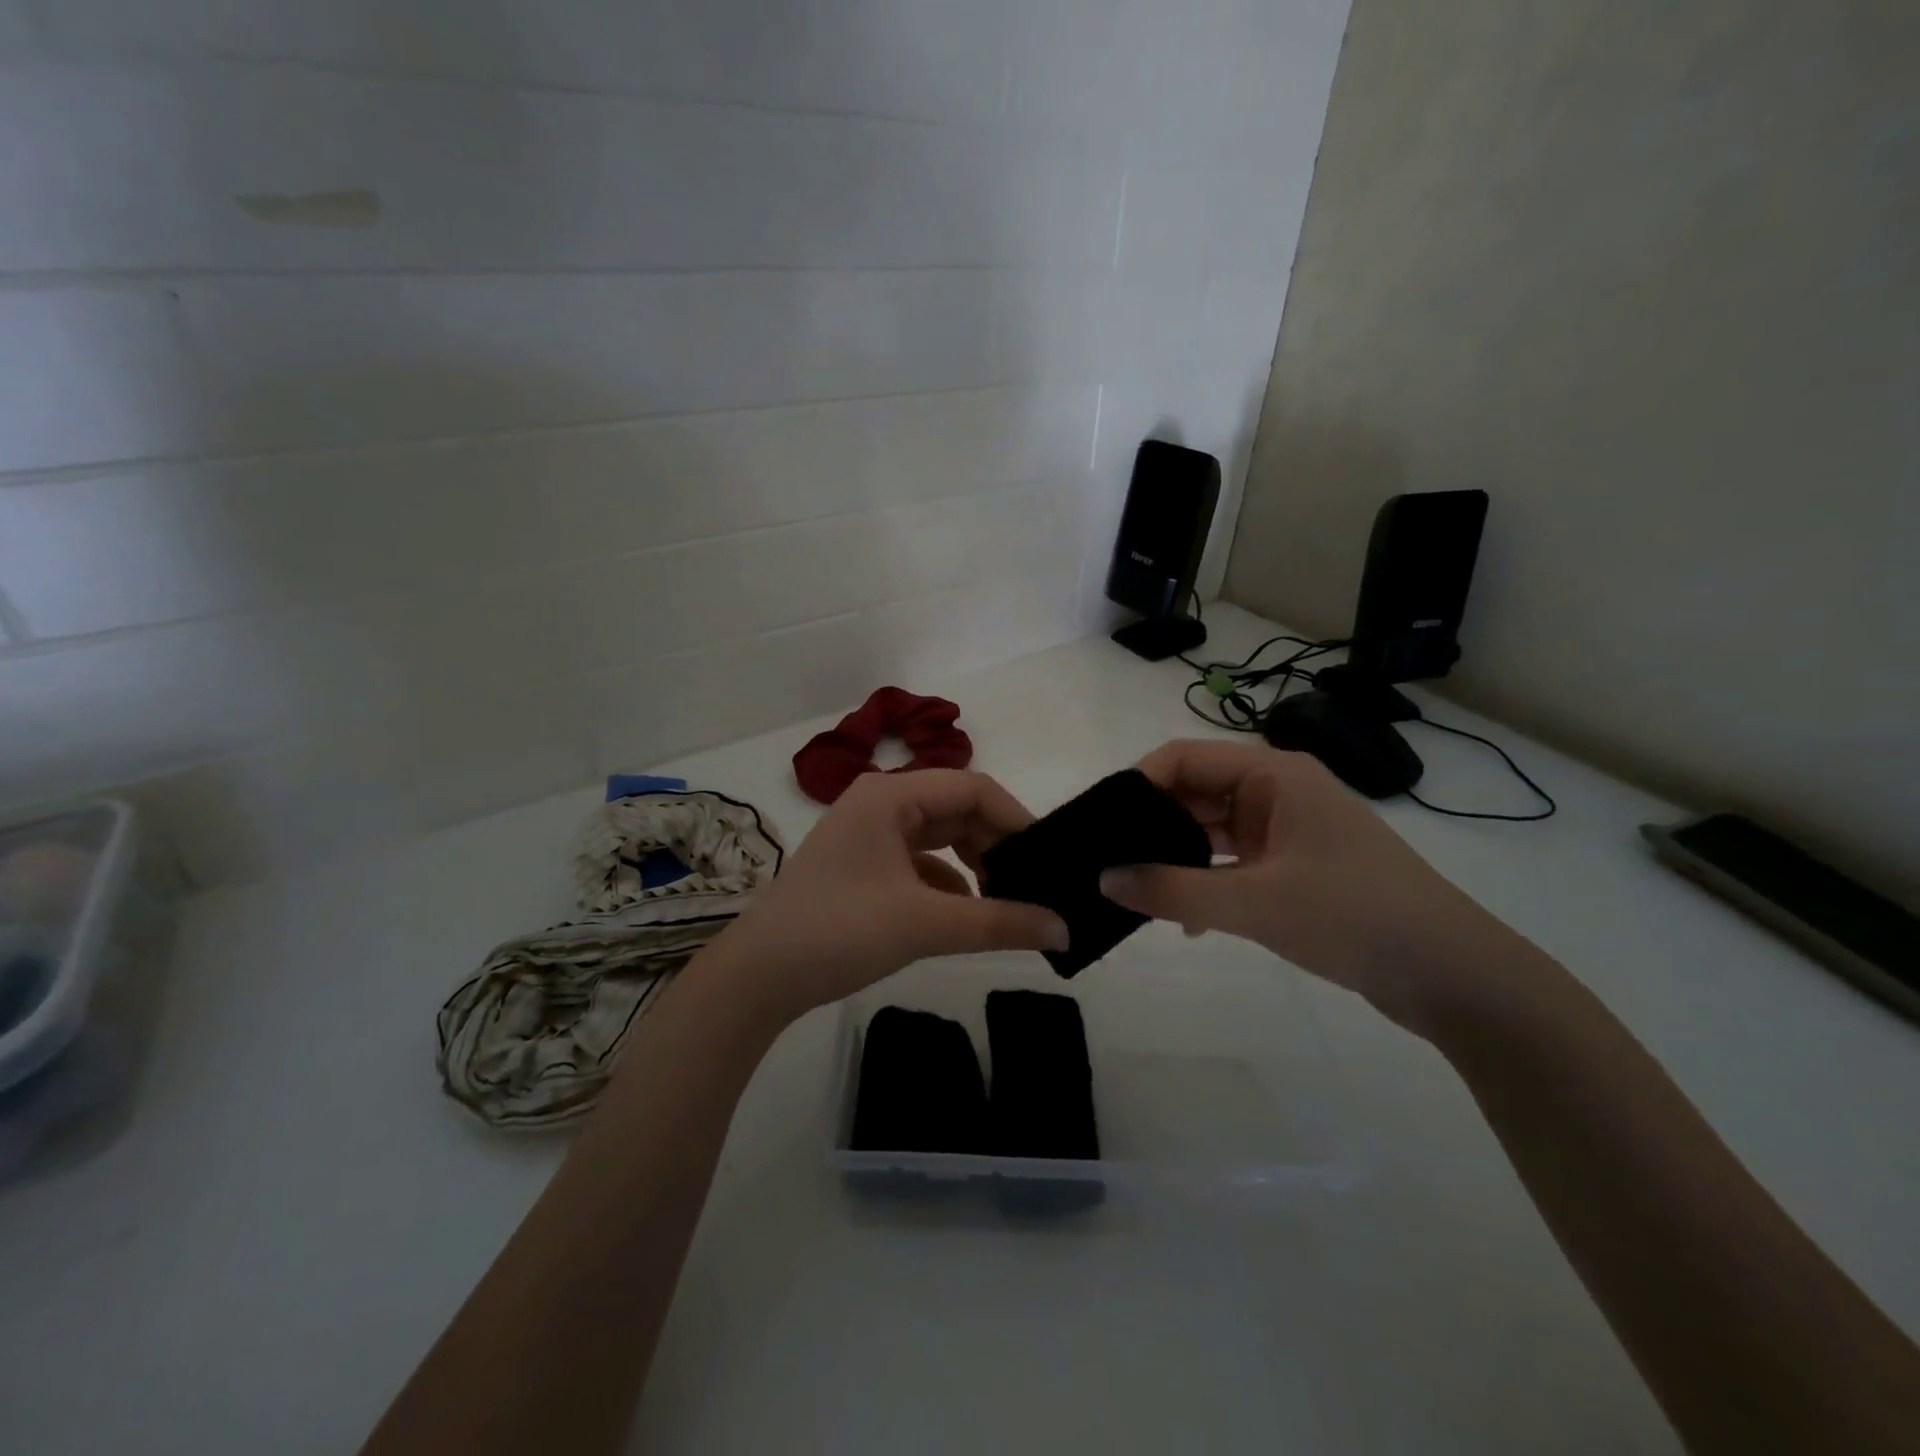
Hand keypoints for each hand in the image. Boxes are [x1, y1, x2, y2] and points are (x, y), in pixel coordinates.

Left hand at [708, 770, 1068, 1023]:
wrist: (757, 977)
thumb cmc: (839, 931)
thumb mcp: (925, 924)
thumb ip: (1000, 922)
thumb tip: (1065, 930)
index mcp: (891, 795)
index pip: (973, 789)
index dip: (1017, 819)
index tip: (1049, 860)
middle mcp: (880, 803)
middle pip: (957, 811)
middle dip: (998, 846)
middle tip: (1037, 885)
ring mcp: (868, 834)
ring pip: (940, 837)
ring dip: (975, 865)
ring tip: (1010, 900)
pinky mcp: (863, 866)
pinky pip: (920, 863)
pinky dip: (948, 883)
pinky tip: (968, 915)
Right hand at [1099, 739, 1522, 1034]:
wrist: (1454, 976)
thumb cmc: (1354, 917)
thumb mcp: (1255, 903)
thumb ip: (1172, 890)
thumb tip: (1103, 879)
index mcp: (1272, 775)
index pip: (1184, 758)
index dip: (1138, 784)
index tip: (1101, 824)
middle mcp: (1277, 792)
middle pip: (1195, 793)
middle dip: (1151, 825)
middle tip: (1105, 860)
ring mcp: (1287, 831)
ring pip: (1211, 831)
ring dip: (1175, 857)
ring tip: (1132, 889)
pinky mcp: (1295, 868)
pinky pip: (1232, 863)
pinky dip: (1205, 883)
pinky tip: (1185, 921)